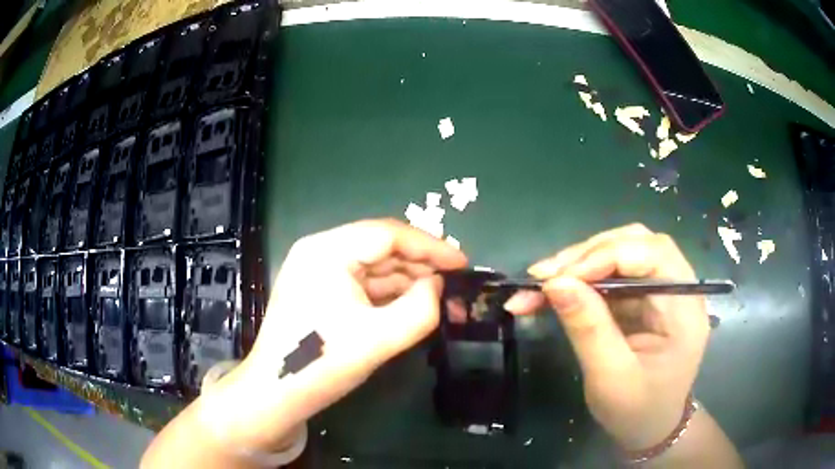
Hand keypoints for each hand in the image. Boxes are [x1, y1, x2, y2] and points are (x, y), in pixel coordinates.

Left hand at [210, 219, 466, 451]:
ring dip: (406, 280)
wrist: (276, 394)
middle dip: (420, 264)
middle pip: (380, 247)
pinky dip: (388, 293)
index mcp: (327, 251)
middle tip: (455, 282)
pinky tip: (412, 304)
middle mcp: (319, 252)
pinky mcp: (319, 290)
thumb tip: (438, 286)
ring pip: (373, 266)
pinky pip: (362, 283)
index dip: (431, 246)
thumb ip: (420, 309)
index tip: (463, 263)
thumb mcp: (378, 339)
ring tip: (440, 295)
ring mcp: (317, 271)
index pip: (388, 234)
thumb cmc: (320, 363)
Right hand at [504, 224, 709, 450]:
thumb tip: (555, 283)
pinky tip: (551, 291)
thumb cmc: (637, 411)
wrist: (649, 428)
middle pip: (636, 244)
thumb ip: (588, 328)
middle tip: (544, 275)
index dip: (607, 256)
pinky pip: (609, 275)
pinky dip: (579, 280)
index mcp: (685, 307)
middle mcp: (677, 288)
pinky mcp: (641, 298)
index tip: (560, 277)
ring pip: (620, 253)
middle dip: (588, 254)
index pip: (653, 254)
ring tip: (540, 282)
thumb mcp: (610, 378)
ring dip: (578, 263)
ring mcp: (659, 291)